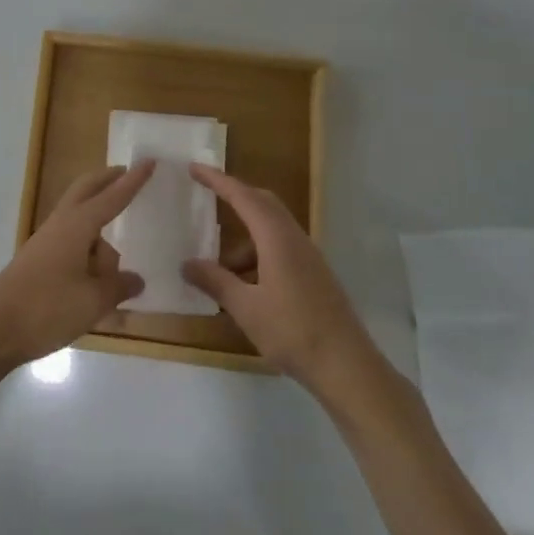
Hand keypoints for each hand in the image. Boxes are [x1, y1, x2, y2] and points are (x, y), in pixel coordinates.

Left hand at [0, 161, 152, 370]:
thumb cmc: (47, 308)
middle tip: (128, 176)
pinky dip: (88, 254)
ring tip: (118, 273)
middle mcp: (61, 225)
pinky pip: (71, 246)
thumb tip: (136, 279)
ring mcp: (46, 242)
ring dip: (100, 234)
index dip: (133, 181)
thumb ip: (118, 287)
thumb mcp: (92, 301)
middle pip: (86, 190)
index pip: (112, 197)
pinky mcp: (38, 262)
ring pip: (79, 222)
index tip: (149, 161)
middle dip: (107, 182)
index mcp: (78, 225)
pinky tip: (97, 284)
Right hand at [183, 165, 377, 393]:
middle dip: (234, 198)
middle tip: (207, 200)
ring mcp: (308, 256)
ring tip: (219, 268)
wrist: (347, 366)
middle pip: (262, 203)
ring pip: (271, 229)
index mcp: (276, 237)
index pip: (243, 196)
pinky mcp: (314, 275)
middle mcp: (294, 238)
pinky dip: (258, 255)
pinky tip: (245, 287)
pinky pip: (280, 249)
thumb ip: (215, 282)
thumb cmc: (293, 331)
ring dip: (244, 240)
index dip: (218, 181)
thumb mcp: (245, 308)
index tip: (195, 168)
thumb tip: (187, 264)